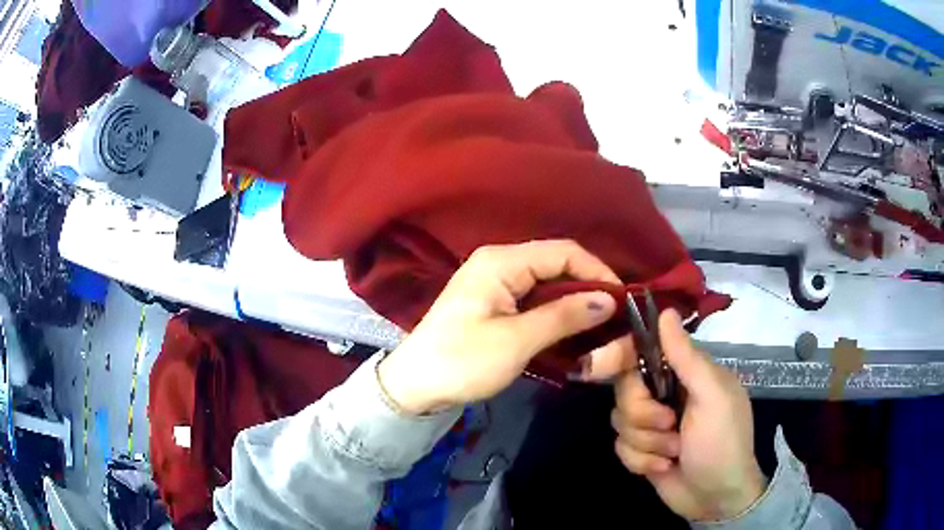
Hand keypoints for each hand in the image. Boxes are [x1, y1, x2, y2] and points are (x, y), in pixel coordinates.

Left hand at [378, 240, 627, 414]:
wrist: (415, 385)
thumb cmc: (462, 361)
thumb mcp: (516, 341)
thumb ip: (563, 317)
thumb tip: (608, 301)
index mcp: (501, 262)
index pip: (563, 252)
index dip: (597, 272)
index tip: (622, 300)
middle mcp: (499, 262)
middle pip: (556, 263)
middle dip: (588, 286)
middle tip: (615, 315)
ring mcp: (495, 281)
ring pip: (548, 281)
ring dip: (574, 300)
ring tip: (601, 323)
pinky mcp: (493, 301)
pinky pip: (534, 297)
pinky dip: (556, 310)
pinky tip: (572, 327)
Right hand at [610, 310, 765, 520]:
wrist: (716, 498)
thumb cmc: (723, 443)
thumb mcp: (713, 397)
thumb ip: (687, 358)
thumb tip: (665, 311)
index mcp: (685, 373)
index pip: (642, 350)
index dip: (617, 355)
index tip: (595, 367)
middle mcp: (666, 393)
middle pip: (625, 390)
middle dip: (643, 414)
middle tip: (670, 426)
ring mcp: (652, 423)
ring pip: (620, 421)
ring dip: (646, 443)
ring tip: (674, 452)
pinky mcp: (642, 449)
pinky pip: (620, 447)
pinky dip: (641, 461)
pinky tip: (664, 467)